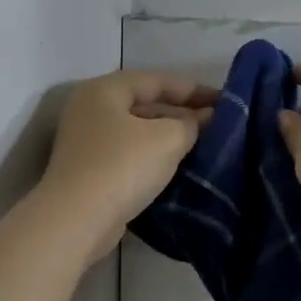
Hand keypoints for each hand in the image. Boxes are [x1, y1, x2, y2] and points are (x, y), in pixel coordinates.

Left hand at [40, 70, 214, 259]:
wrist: (76, 220)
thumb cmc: (122, 167)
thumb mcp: (167, 139)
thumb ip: (191, 124)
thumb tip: (206, 118)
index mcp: (104, 90)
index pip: (156, 80)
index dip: (193, 89)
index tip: (224, 101)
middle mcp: (90, 110)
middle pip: (144, 104)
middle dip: (181, 114)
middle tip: (215, 125)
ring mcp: (86, 142)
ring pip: (136, 132)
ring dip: (168, 137)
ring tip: (202, 145)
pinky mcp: (88, 171)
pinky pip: (128, 155)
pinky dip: (152, 157)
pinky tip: (176, 168)